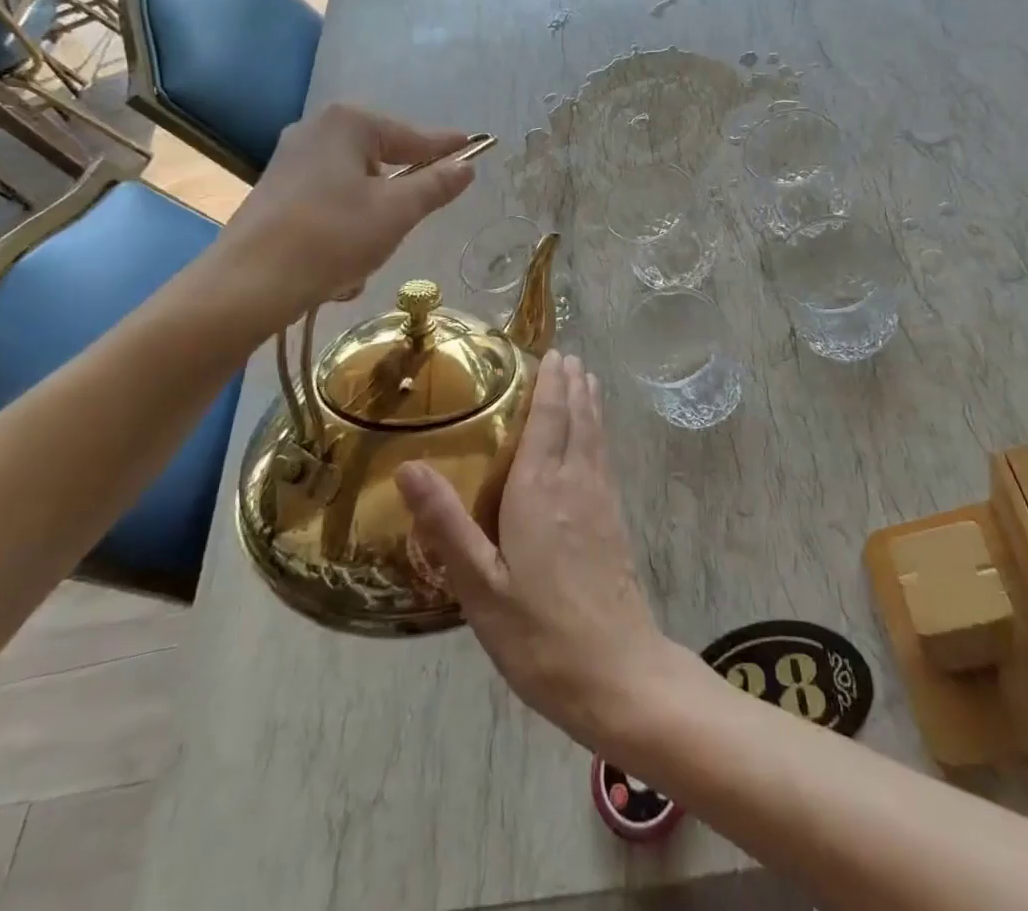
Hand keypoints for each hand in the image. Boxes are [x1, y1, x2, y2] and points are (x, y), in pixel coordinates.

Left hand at [212, 104, 474, 331]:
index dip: (447, 147)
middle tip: (408, 226)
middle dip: (398, 200)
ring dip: (370, 225)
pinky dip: (342, 232)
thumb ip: (436, 185)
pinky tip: (336, 267)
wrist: (247, 285)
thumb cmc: (332, 237)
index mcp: (348, 124)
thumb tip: (466, 166)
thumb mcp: (397, 212)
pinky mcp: (277, 192)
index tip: (476, 147)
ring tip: (363, 259)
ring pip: (358, 190)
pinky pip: (331, 206)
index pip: (414, 136)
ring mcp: (292, 161)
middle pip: (383, 161)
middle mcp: (317, 131)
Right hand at [397, 353, 673, 748]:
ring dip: (589, 403)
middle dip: (571, 384)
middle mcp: (574, 484)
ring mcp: (600, 502)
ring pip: (594, 436)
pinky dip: (599, 433)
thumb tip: (410, 467)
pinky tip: (596, 440)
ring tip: (585, 379)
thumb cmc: (539, 633)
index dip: (549, 385)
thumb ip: (446, 525)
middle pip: (576, 420)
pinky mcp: (615, 522)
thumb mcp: (479, 587)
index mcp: (539, 491)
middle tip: (566, 355)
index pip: (547, 421)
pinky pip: (604, 459)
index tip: (551, 353)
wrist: (617, 674)